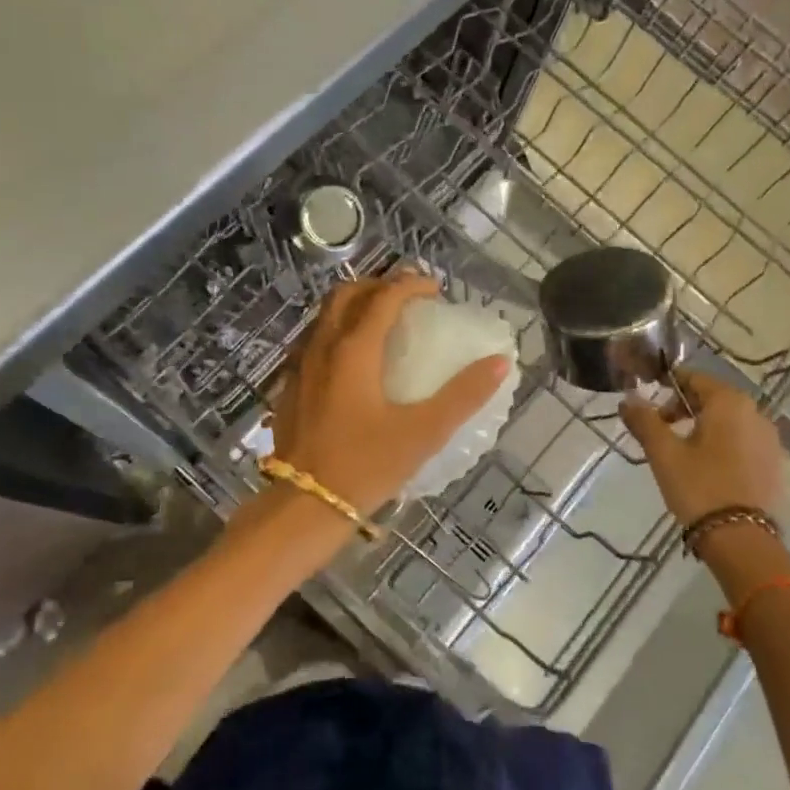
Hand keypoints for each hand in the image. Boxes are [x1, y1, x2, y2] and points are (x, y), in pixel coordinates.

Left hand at [271, 273, 511, 519]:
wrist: (303, 505)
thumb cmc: (365, 466)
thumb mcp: (423, 433)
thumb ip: (463, 395)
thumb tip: (499, 362)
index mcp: (354, 350)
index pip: (384, 297)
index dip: (411, 284)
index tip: (435, 289)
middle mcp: (322, 347)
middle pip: (347, 294)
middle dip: (378, 285)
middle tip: (407, 297)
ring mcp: (300, 365)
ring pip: (325, 315)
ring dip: (355, 305)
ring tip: (382, 321)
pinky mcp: (289, 386)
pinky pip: (314, 340)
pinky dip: (337, 331)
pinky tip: (353, 360)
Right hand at [619, 370, 782, 524]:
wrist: (740, 539)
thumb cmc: (698, 486)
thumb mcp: (663, 452)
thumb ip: (644, 420)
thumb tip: (627, 399)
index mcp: (729, 402)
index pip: (694, 377)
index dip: (668, 384)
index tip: (648, 399)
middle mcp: (755, 412)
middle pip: (713, 397)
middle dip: (684, 407)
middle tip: (660, 428)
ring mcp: (769, 439)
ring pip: (729, 420)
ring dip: (704, 425)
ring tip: (681, 450)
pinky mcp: (774, 463)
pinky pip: (743, 440)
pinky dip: (723, 443)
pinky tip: (707, 466)